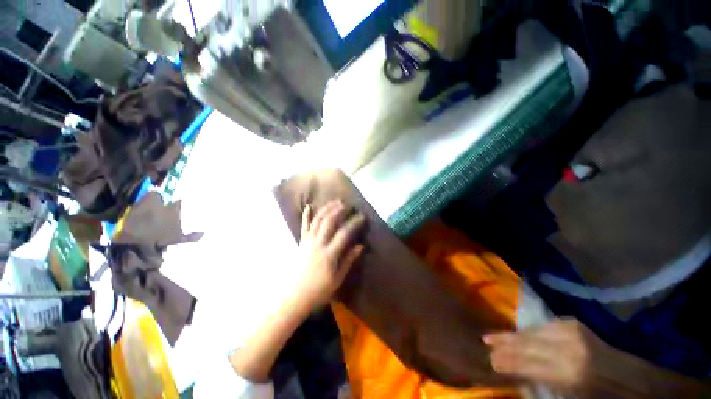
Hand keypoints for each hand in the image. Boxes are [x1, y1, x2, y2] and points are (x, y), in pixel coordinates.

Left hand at [296, 200, 365, 308]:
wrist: (294, 296)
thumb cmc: (318, 291)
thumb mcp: (337, 279)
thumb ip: (348, 260)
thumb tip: (360, 246)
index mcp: (329, 254)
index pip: (344, 233)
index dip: (354, 223)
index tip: (361, 217)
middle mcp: (318, 244)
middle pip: (329, 222)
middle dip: (339, 210)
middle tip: (347, 204)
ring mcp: (308, 242)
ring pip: (317, 220)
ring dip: (326, 209)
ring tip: (334, 202)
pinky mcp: (301, 242)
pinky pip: (304, 226)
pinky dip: (306, 215)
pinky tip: (309, 206)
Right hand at [483, 318, 602, 392]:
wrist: (626, 376)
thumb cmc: (597, 394)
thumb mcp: (569, 394)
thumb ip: (541, 380)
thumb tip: (514, 371)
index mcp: (567, 373)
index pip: (527, 365)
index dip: (507, 362)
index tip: (490, 359)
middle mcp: (566, 349)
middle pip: (527, 344)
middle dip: (504, 343)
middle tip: (485, 340)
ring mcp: (570, 332)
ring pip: (533, 331)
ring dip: (514, 334)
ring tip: (497, 335)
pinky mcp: (574, 323)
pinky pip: (545, 325)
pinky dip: (531, 330)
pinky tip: (521, 332)